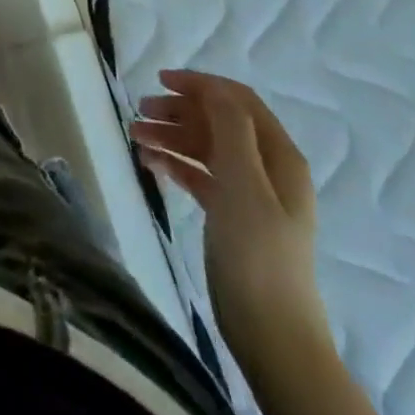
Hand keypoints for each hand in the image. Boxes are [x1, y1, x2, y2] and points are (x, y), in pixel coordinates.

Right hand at [130, 71, 328, 370]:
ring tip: (135, 137)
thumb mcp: (243, 181)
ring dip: (171, 136)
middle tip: (140, 112)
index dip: (201, 85)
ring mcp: (249, 194)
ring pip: (205, 148)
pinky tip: (150, 164)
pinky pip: (199, 176)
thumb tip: (212, 89)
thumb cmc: (257, 251)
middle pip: (218, 122)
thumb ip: (230, 128)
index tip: (159, 81)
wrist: (272, 334)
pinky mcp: (231, 217)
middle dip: (178, 111)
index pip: (238, 100)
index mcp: (279, 156)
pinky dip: (175, 164)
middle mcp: (267, 168)